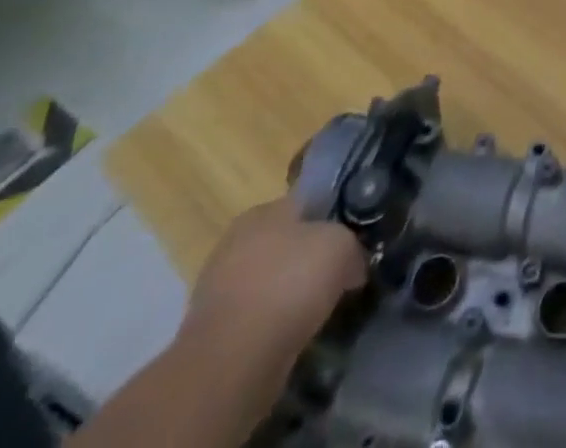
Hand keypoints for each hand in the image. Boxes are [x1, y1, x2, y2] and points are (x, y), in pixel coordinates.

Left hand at [175, 197, 369, 421]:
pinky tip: (292, 337)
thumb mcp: (341, 247)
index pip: (306, 204)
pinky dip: (274, 326)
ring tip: (318, 312)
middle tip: (339, 277)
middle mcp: (236, 242)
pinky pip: (256, 319)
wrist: (232, 363)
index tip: (352, 242)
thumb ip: (352, 245)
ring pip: (270, 282)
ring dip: (291, 295)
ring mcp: (218, 289)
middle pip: (287, 243)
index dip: (333, 220)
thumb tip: (353, 264)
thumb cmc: (289, 284)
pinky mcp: (212, 333)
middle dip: (310, 259)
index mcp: (263, 210)